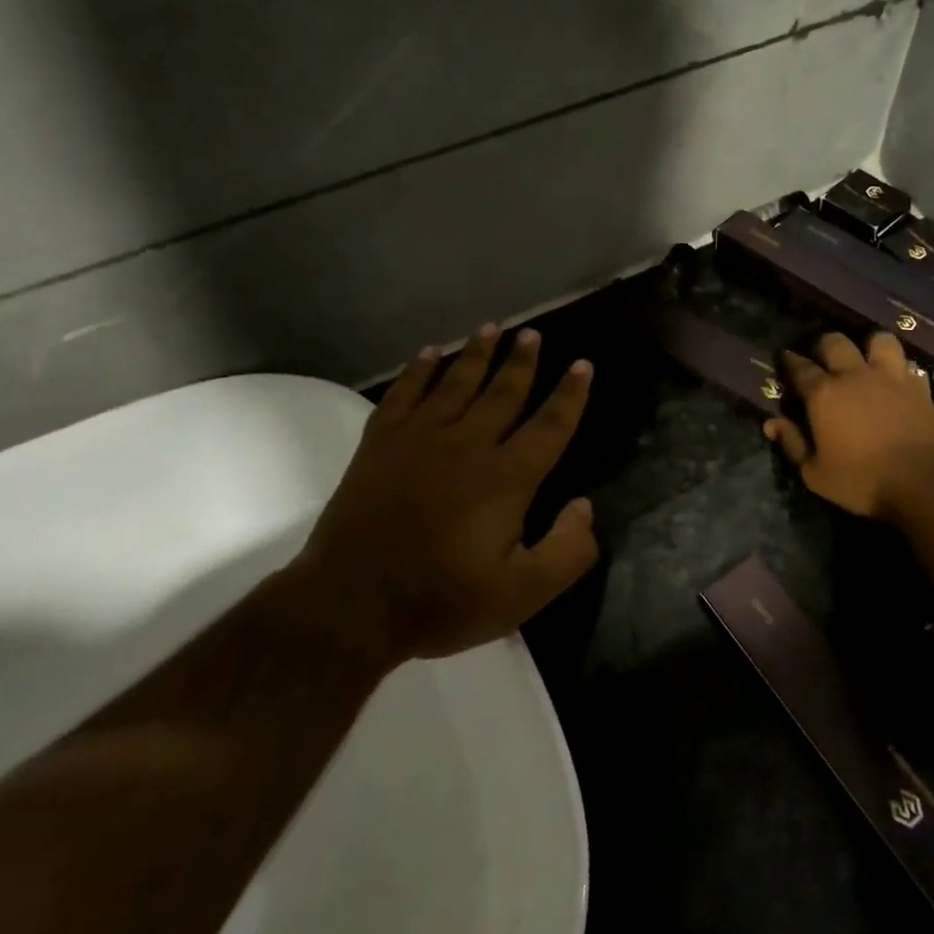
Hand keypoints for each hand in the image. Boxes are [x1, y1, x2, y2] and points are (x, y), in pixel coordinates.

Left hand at [291, 324, 598, 664]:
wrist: (349, 605)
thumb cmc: (440, 601)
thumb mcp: (522, 595)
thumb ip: (567, 552)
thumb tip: (584, 505)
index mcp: (507, 478)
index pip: (549, 425)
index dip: (570, 395)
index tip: (582, 364)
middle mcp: (467, 446)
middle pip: (503, 392)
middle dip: (522, 361)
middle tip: (533, 333)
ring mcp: (419, 440)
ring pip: (456, 383)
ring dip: (476, 354)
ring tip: (491, 328)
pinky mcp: (379, 444)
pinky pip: (404, 394)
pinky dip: (418, 370)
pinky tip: (429, 353)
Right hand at [764, 332, 933, 520]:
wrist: (920, 482)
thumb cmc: (860, 480)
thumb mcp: (815, 473)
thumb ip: (792, 444)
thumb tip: (771, 423)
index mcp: (824, 394)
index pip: (799, 367)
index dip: (789, 361)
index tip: (785, 359)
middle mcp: (854, 375)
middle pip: (835, 342)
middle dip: (824, 346)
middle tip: (822, 359)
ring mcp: (890, 377)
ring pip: (879, 340)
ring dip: (869, 346)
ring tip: (865, 359)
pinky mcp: (918, 387)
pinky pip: (908, 364)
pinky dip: (900, 368)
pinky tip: (896, 379)